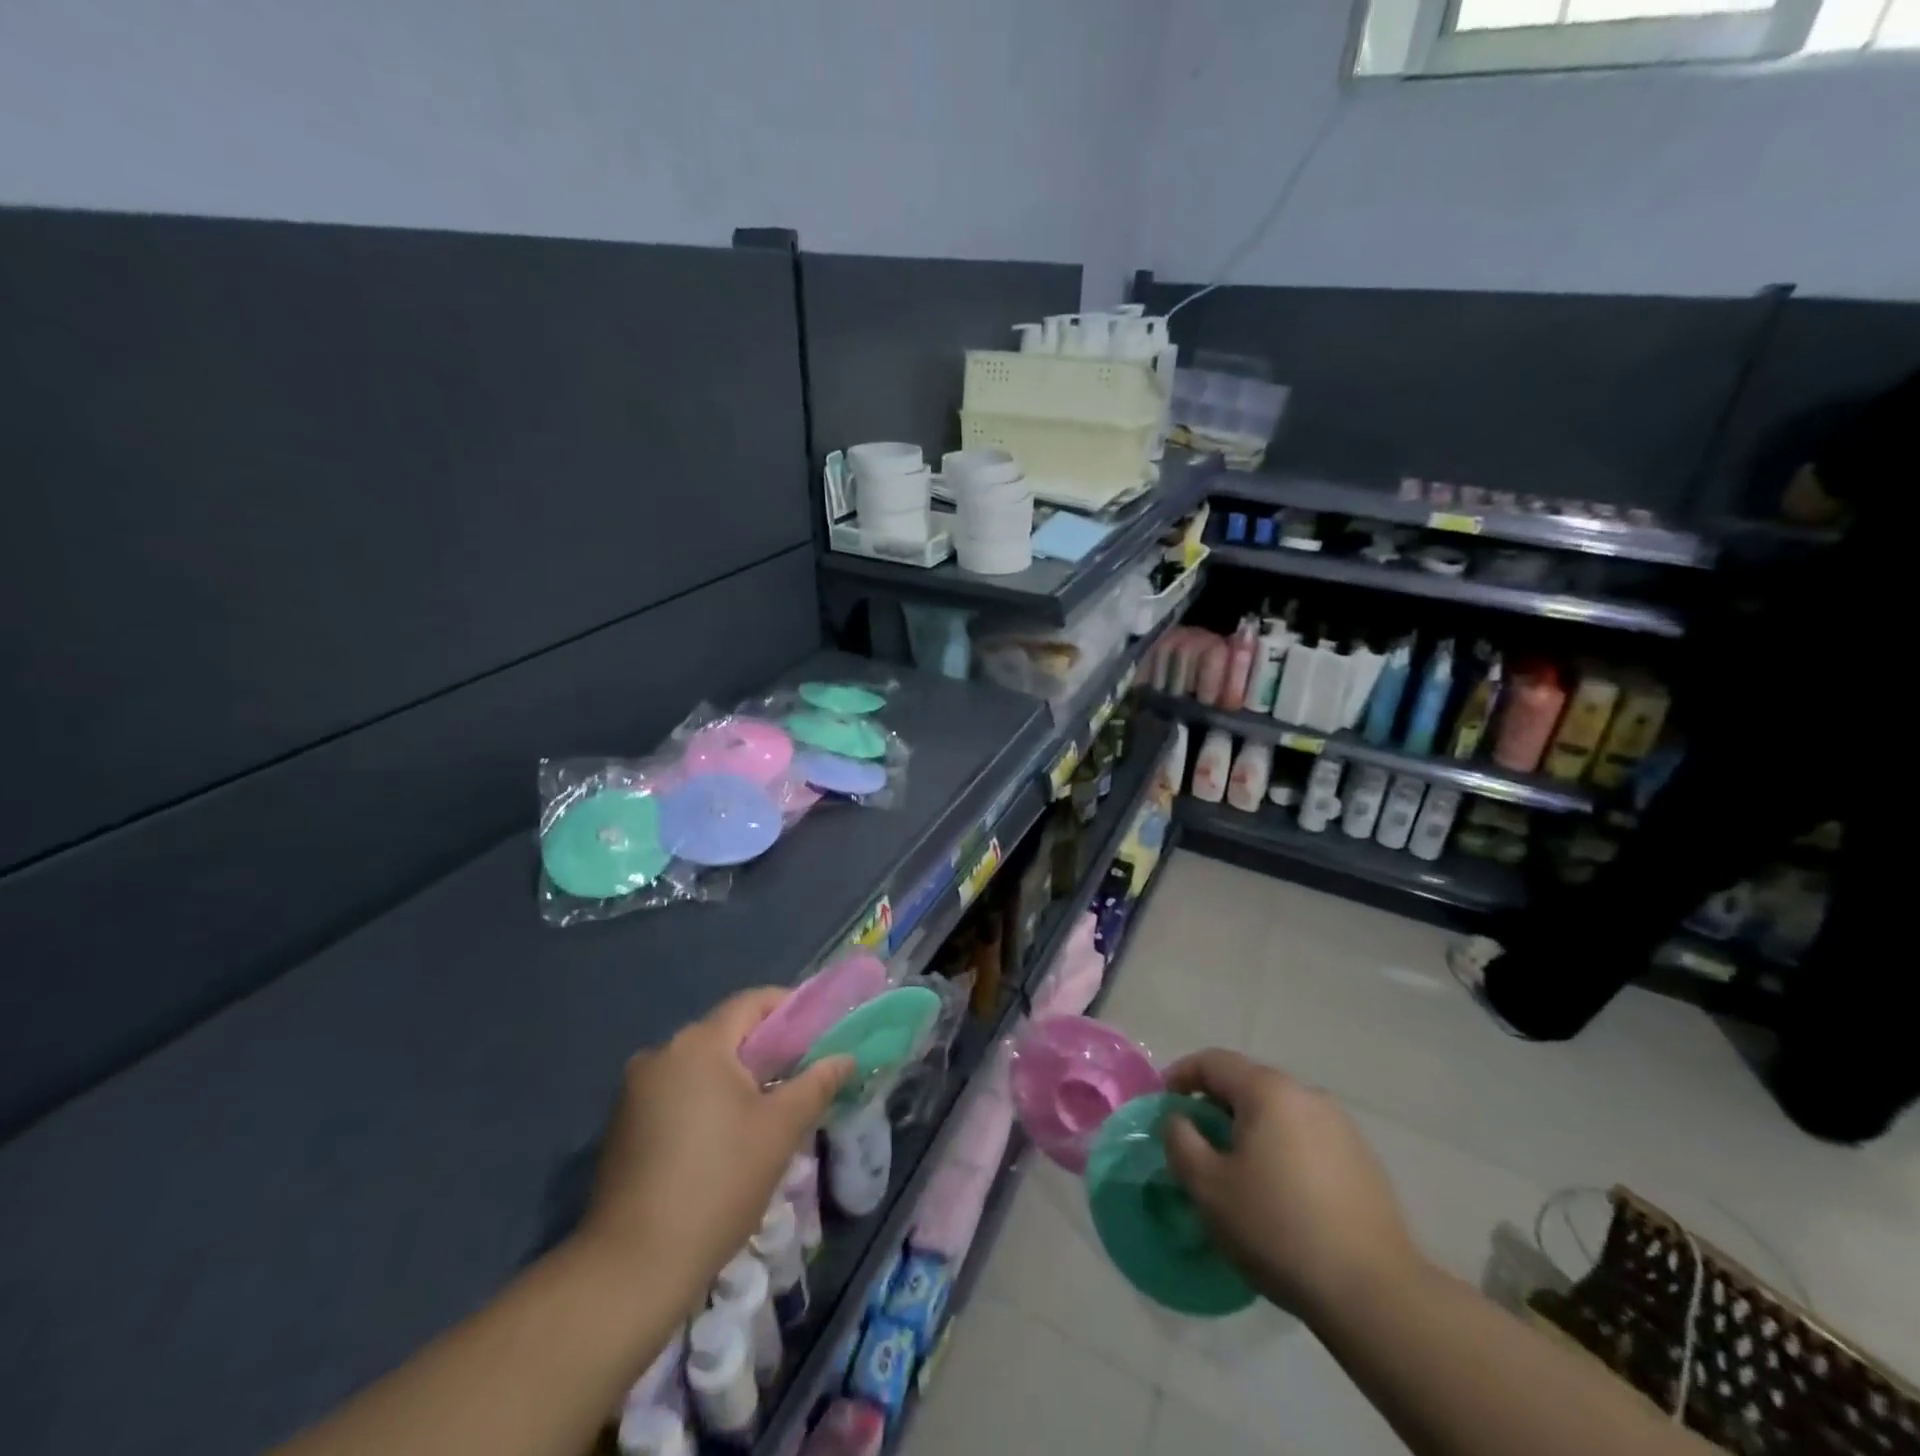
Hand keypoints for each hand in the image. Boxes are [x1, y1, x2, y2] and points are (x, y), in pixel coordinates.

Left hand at [574, 989, 851, 1304]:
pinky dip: (704, 1101)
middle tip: (799, 1078)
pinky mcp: (622, 1124)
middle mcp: (661, 1053)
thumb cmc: (718, 1184)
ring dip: (734, 1079)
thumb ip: (816, 1084)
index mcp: (699, 1044)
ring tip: (765, 1114)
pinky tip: (721, 1141)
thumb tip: (844, 1057)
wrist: (632, 1267)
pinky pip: (676, 1093)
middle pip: (725, 1034)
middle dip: (764, 1050)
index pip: (752, 1002)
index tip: (818, 1034)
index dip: (790, 1009)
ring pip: (700, 1066)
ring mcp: (634, 1090)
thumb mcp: (780, 1130)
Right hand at [1162, 1049, 1424, 1317]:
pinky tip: (1281, 1194)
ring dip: (1251, 1130)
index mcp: (1269, 1090)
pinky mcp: (1364, 1161)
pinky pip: (1307, 1139)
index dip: (1181, 1075)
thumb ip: (1180, 1139)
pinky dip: (1283, 1151)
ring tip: (1238, 1172)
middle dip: (1216, 1106)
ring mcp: (1342, 1127)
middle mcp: (1307, 1095)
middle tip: (1197, 1142)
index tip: (1164, 1104)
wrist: (1374, 1293)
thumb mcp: (1207, 1186)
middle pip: (1248, 1084)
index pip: (1213, 1062)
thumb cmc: (1277, 1229)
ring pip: (1279, 1113)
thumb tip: (1179, 1119)